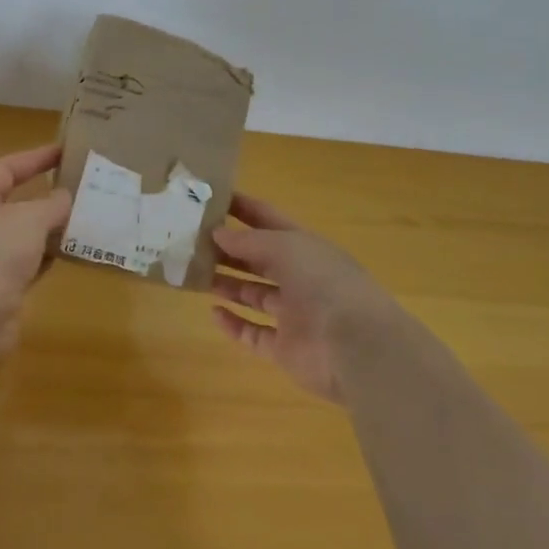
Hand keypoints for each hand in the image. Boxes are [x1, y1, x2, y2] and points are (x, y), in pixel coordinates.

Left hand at [0, 144, 72, 357]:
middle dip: (49, 195)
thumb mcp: (29, 220)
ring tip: (89, 219)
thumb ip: (52, 205)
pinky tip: (77, 253)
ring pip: (30, 236)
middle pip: (19, 203)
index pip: (5, 169)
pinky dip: (53, 257)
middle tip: (84, 188)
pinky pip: (35, 264)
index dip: (32, 158)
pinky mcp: (6, 287)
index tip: (62, 151)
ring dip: (55, 228)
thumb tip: (67, 197)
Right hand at [210, 194, 403, 403]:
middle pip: (259, 260)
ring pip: (254, 296)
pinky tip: (213, 312)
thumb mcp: (286, 247)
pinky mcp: (285, 349)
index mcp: (306, 248)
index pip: (270, 221)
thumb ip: (249, 241)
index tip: (211, 200)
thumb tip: (218, 233)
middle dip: (229, 250)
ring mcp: (294, 316)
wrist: (355, 346)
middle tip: (192, 242)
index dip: (243, 210)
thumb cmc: (323, 283)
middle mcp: (301, 279)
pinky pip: (254, 335)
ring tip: (196, 274)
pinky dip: (234, 325)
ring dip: (227, 285)